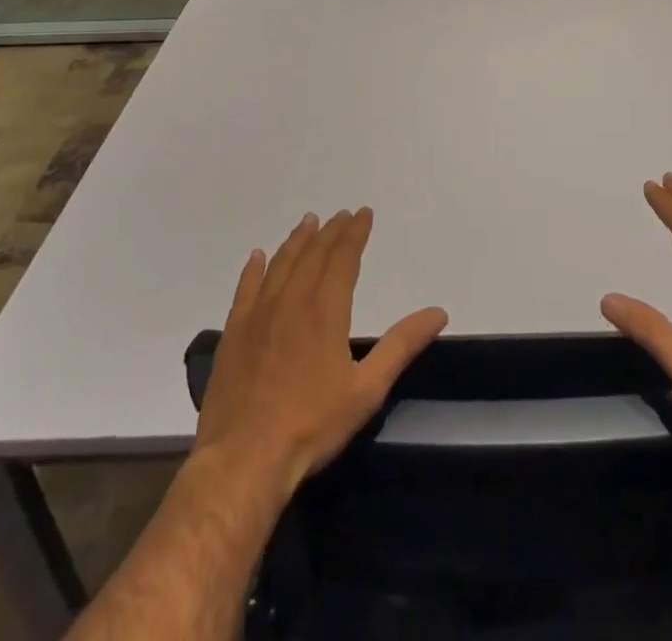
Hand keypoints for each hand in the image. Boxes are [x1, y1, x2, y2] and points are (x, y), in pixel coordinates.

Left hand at [194, 208, 448, 495]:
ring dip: (297, 241)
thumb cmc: (311, 425)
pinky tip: (257, 256)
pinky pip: (245, 289)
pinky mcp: (234, 334)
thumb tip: (438, 312)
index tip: (363, 213)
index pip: (343, 258)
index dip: (355, 233)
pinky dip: (253, 269)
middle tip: (341, 214)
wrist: (244, 458)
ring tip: (308, 222)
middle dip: (330, 232)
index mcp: (325, 310)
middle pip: (313, 255)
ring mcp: (258, 315)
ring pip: (281, 265)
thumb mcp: (367, 389)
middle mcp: (291, 301)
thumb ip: (401, 346)